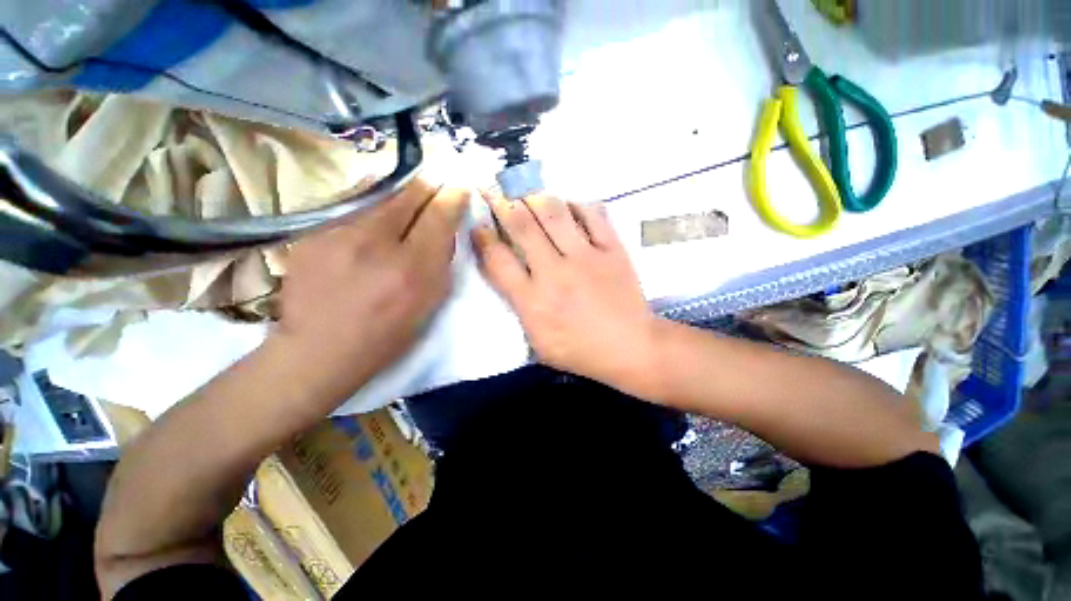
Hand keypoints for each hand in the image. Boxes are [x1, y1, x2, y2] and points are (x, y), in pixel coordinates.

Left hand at [269, 179, 468, 402]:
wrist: (319, 349)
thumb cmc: (387, 333)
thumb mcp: (429, 302)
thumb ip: (441, 261)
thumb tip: (444, 227)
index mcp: (412, 268)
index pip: (439, 215)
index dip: (452, 197)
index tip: (458, 188)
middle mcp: (375, 242)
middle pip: (409, 194)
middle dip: (427, 187)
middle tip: (435, 187)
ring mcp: (337, 232)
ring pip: (379, 193)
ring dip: (399, 195)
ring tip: (404, 204)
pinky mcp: (311, 231)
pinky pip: (350, 205)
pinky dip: (369, 207)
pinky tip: (370, 222)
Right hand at [473, 191, 661, 396]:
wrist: (630, 347)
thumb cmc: (580, 351)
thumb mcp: (538, 342)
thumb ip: (520, 308)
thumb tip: (508, 276)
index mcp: (533, 301)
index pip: (498, 260)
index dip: (483, 237)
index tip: (478, 224)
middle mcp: (554, 272)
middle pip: (521, 226)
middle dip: (501, 203)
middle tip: (493, 190)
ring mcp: (585, 257)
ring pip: (554, 213)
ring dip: (534, 197)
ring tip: (526, 191)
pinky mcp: (612, 249)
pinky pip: (593, 215)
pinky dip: (577, 205)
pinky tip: (568, 205)